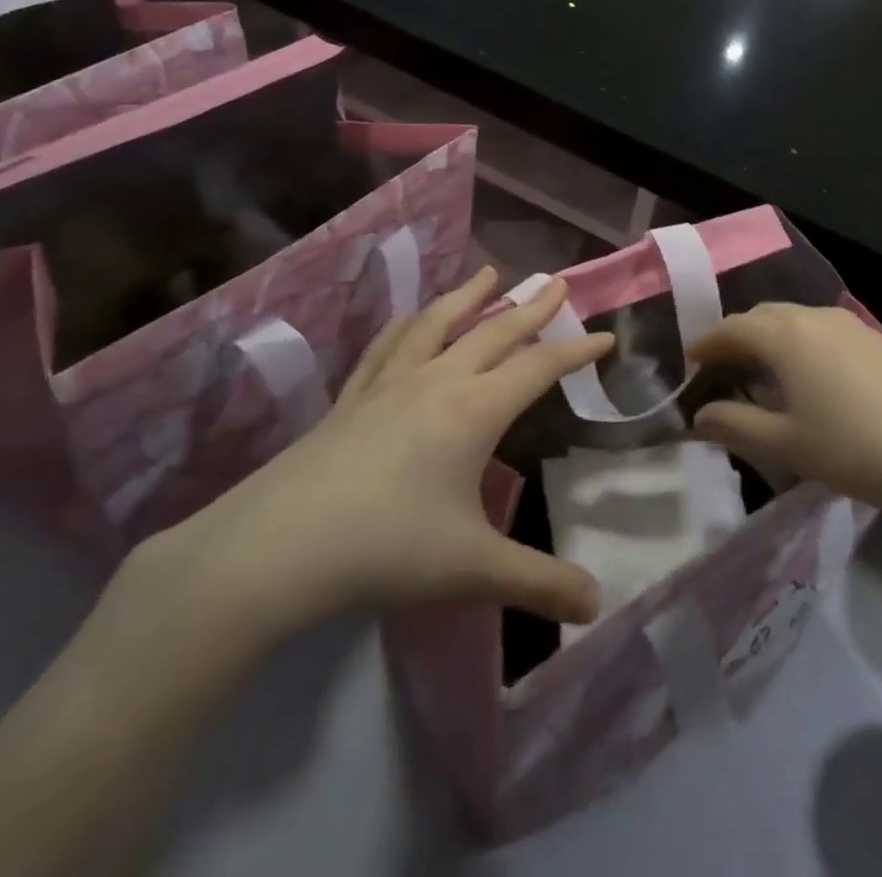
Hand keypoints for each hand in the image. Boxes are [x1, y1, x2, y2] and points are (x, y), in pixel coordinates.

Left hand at [134, 268, 609, 652]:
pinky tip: (411, 319)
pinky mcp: (351, 399)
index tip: (605, 336)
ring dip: (469, 297)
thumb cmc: (386, 550)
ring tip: (489, 275)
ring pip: (438, 325)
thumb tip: (596, 606)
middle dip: (532, 308)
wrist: (276, 550)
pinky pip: (386, 347)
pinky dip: (408, 324)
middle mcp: (437, 383)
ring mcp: (389, 385)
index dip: (576, 351)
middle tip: (557, 282)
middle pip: (495, 333)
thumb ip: (539, 583)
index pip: (539, 368)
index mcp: (475, 410)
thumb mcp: (473, 569)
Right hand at [689, 304, 881, 528]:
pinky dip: (799, 341)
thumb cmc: (851, 449)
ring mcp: (849, 323)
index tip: (690, 363)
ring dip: (769, 337)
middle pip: (762, 316)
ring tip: (761, 372)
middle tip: (722, 369)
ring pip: (793, 318)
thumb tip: (699, 415)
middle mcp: (814, 316)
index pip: (732, 328)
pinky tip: (807, 375)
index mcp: (785, 335)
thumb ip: (734, 424)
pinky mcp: (874, 338)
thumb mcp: (784, 443)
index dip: (706, 344)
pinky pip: (820, 328)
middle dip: (736, 337)